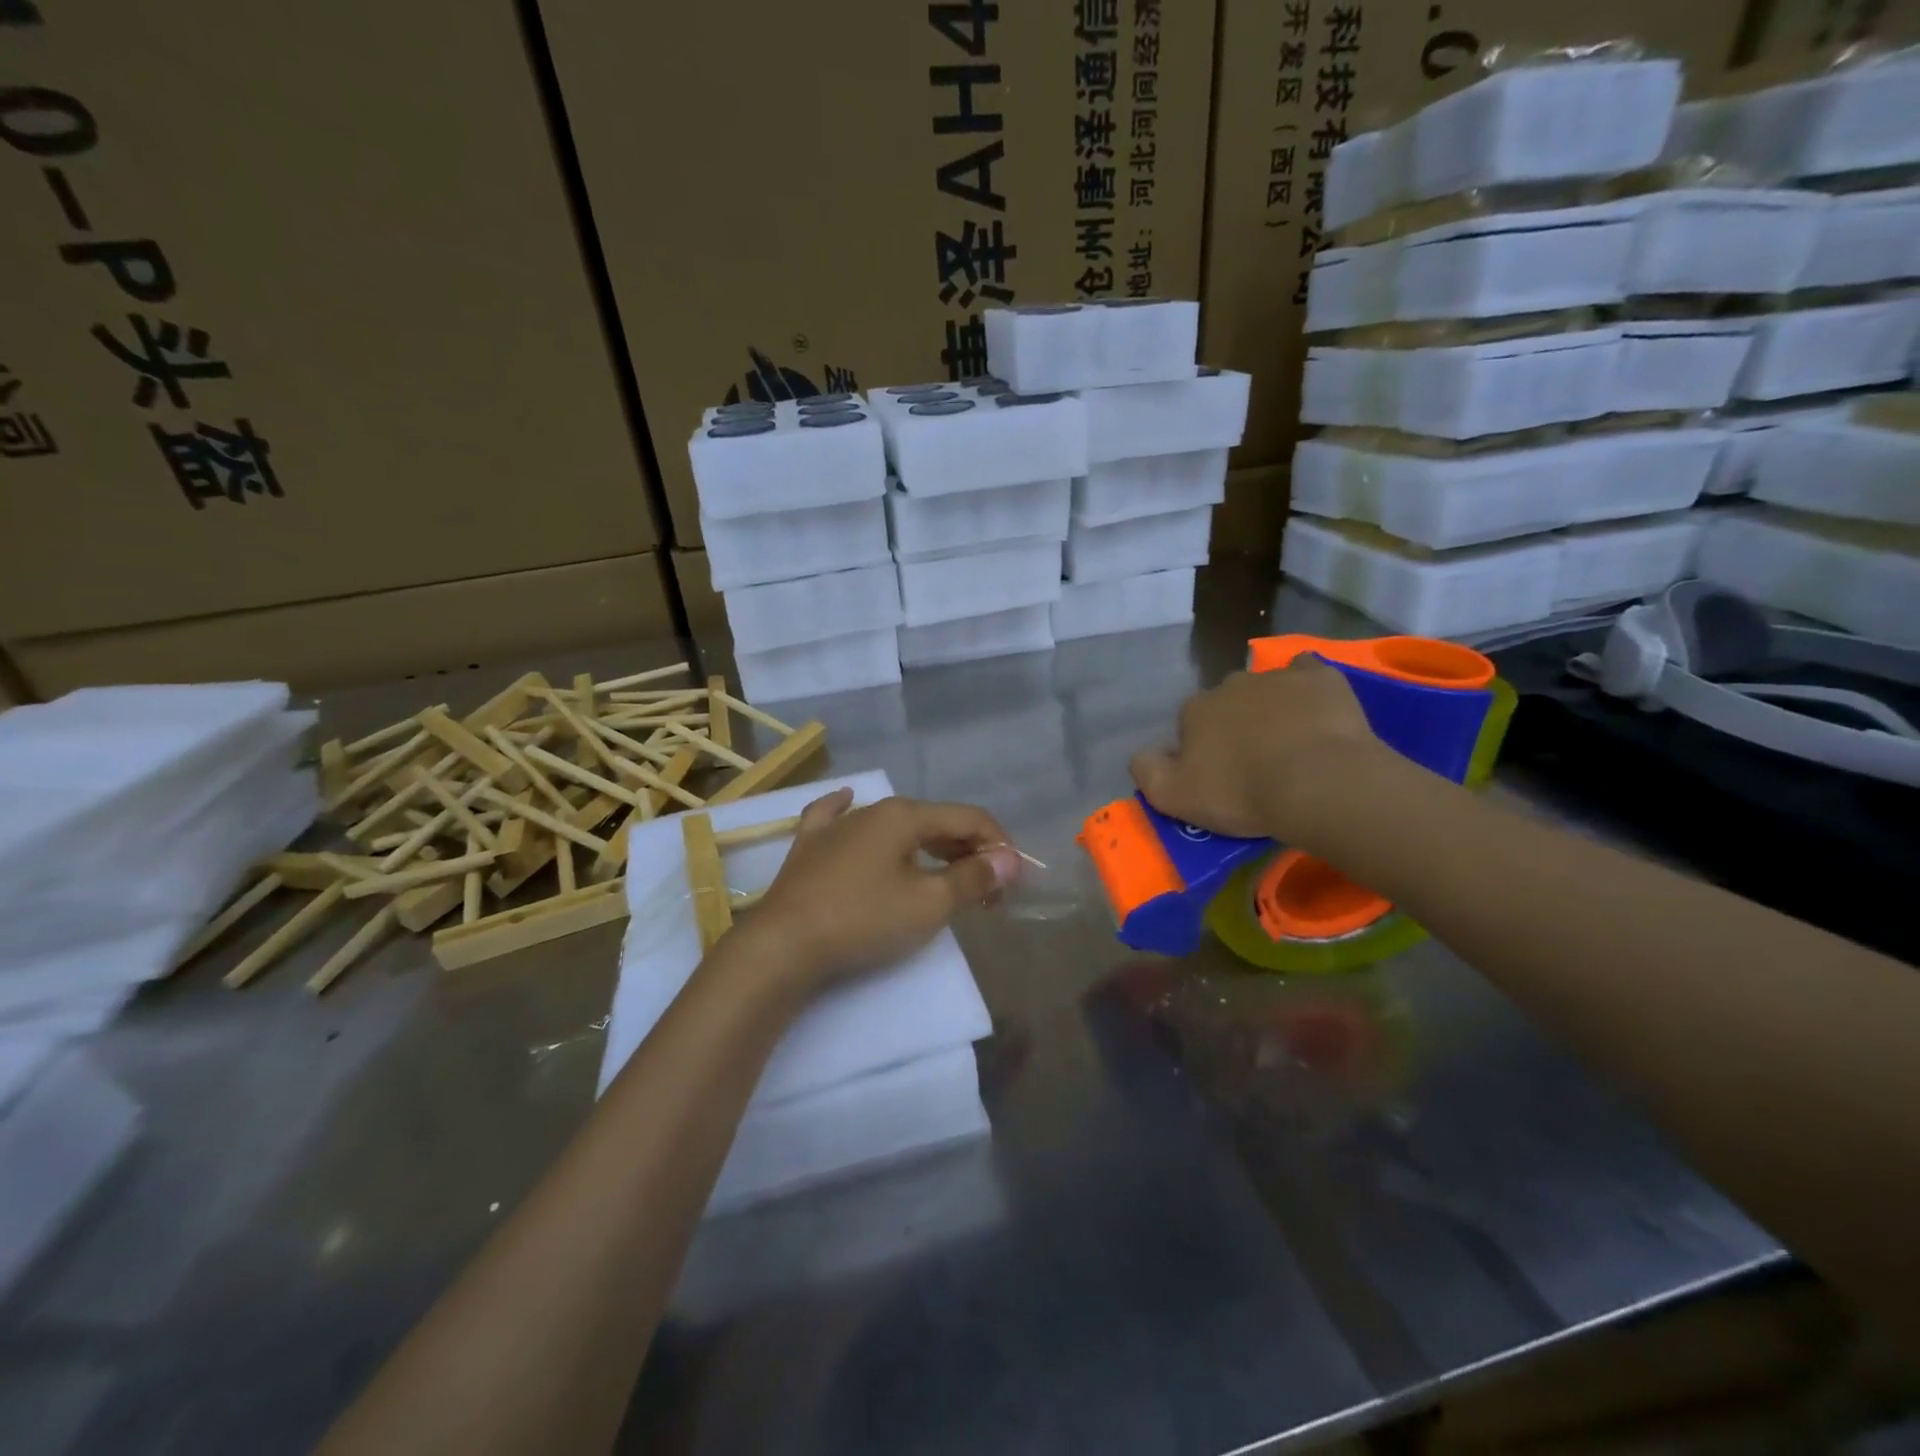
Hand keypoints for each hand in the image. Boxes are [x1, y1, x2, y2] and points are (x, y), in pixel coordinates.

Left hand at [739, 790, 1022, 995]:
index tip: (1013, 883)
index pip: (968, 819)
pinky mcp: (809, 847)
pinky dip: (849, 810)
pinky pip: (835, 818)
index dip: (998, 846)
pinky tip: (849, 799)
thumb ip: (973, 878)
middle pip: (935, 822)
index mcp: (905, 816)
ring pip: (894, 826)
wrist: (784, 944)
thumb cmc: (864, 919)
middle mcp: (872, 809)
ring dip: (929, 847)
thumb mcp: (929, 903)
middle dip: (968, 853)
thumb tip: (1008, 860)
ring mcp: (836, 826)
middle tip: (987, 893)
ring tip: (946, 874)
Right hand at [1129, 659, 1391, 841]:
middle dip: (1237, 726)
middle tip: (1256, 763)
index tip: (1220, 777)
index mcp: (1195, 709)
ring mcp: (1276, 677)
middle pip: (1228, 703)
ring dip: (1272, 710)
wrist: (1318, 784)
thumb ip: (1147, 772)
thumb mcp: (1173, 798)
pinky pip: (1307, 672)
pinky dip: (1307, 688)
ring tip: (1292, 746)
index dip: (1203, 750)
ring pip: (1267, 689)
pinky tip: (1315, 709)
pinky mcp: (1319, 677)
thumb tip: (1141, 755)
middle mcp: (1230, 684)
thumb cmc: (1242, 793)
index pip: (1190, 724)